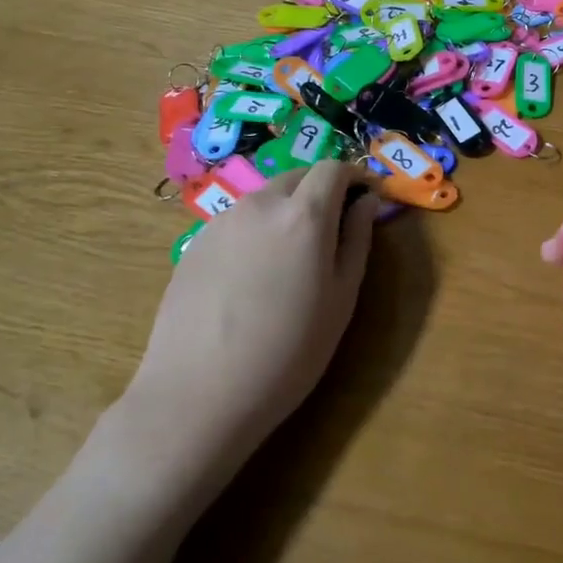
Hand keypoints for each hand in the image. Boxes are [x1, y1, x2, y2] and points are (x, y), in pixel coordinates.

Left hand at [118, 161, 380, 484]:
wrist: (198, 394)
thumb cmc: (288, 352)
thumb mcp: (341, 298)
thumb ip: (357, 239)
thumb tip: (366, 202)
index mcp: (304, 214)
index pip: (334, 168)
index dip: (355, 176)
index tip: (366, 197)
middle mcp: (261, 204)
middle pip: (298, 175)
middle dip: (322, 189)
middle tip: (333, 227)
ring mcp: (222, 221)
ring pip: (266, 197)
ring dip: (288, 208)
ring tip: (292, 255)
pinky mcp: (195, 243)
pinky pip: (239, 220)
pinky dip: (258, 228)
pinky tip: (254, 274)